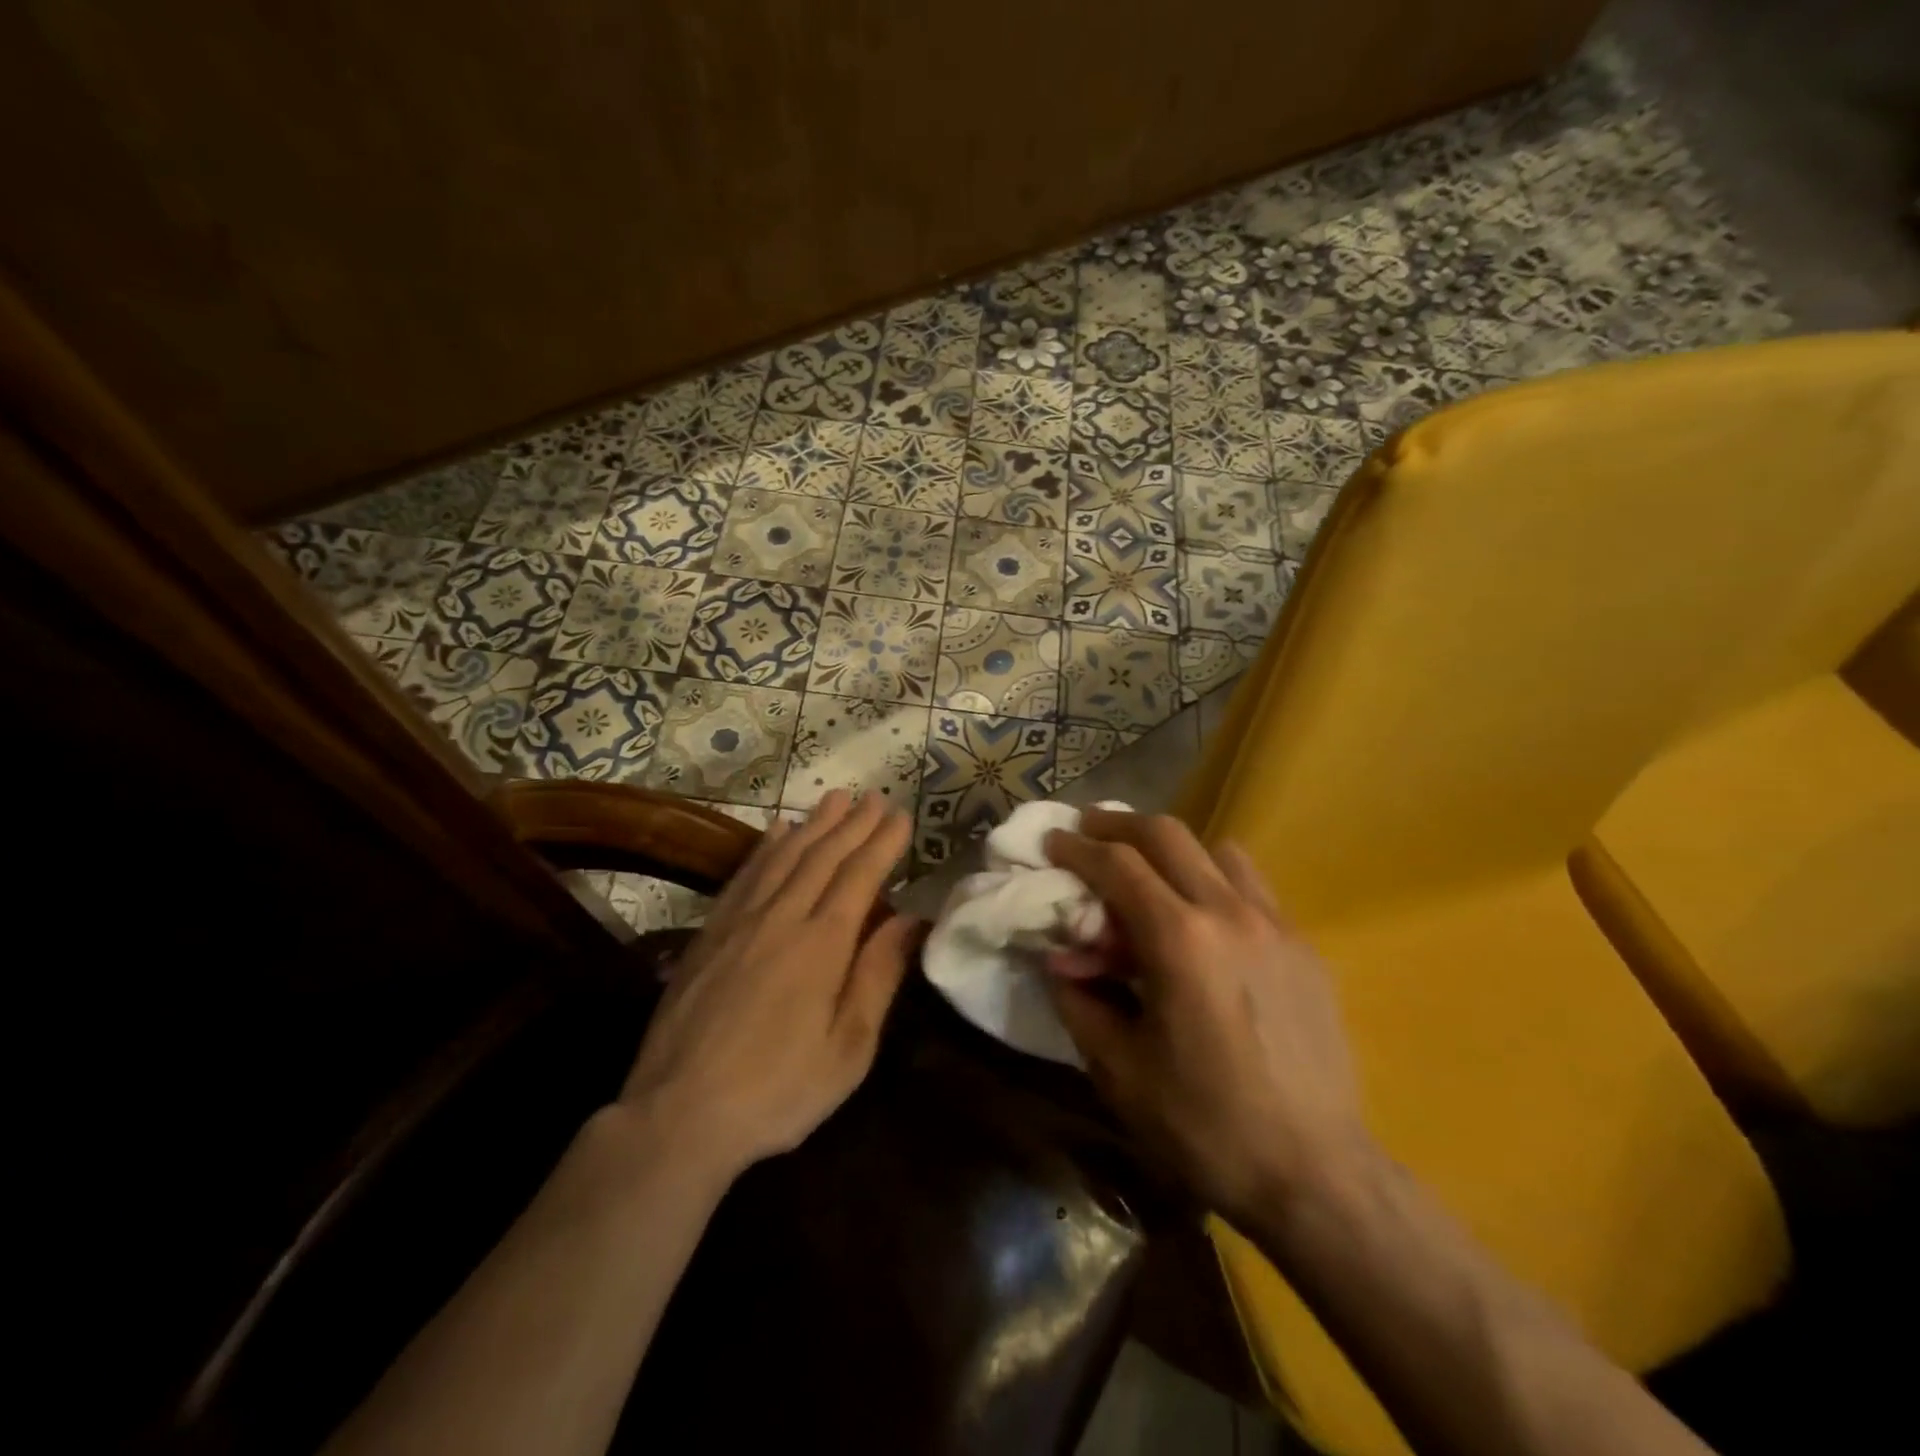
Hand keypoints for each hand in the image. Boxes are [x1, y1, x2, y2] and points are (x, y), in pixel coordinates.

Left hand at [621, 791, 918, 1176]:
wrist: (678, 1115)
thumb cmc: (779, 1091)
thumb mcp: (848, 1049)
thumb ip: (878, 976)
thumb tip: (910, 919)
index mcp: (822, 945)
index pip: (859, 877)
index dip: (882, 843)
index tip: (900, 816)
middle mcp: (781, 918)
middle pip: (823, 856)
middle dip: (853, 823)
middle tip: (874, 796)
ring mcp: (739, 922)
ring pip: (783, 856)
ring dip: (813, 823)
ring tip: (834, 798)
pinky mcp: (708, 934)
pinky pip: (744, 874)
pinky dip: (765, 846)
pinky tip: (776, 831)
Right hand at [1043, 810, 1371, 1224]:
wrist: (1316, 1174)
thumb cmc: (1205, 1125)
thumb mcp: (1119, 1069)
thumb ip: (1080, 1000)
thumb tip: (1060, 959)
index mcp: (1180, 940)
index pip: (1117, 865)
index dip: (1076, 848)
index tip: (1052, 843)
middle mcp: (1229, 914)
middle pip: (1167, 834)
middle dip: (1118, 826)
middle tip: (1088, 834)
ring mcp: (1275, 925)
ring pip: (1217, 850)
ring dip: (1172, 849)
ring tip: (1148, 874)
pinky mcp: (1304, 946)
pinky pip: (1252, 886)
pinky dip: (1214, 880)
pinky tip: (1203, 922)